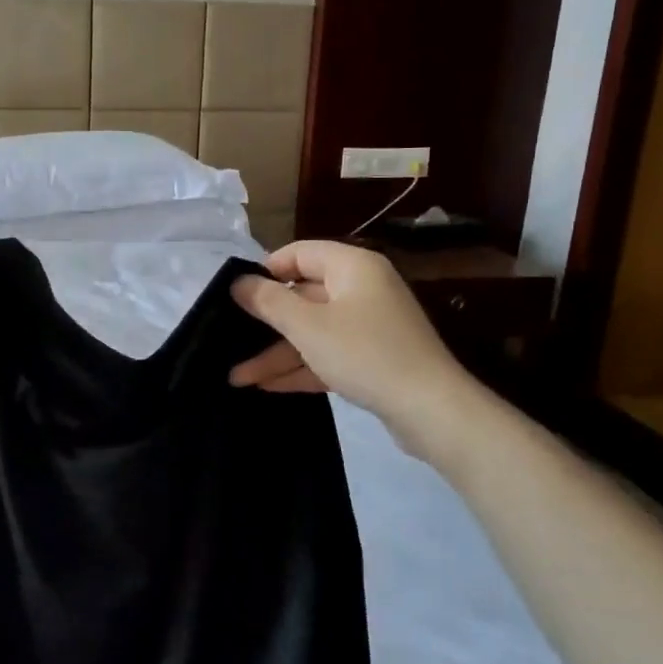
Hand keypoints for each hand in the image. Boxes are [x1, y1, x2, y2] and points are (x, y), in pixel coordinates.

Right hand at [229, 241, 475, 455]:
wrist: (431, 410)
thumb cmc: (365, 353)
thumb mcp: (308, 326)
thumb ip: (269, 301)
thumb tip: (237, 282)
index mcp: (352, 268)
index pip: (299, 253)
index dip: (266, 271)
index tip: (237, 295)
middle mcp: (361, 290)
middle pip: (302, 297)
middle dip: (265, 325)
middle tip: (230, 340)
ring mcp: (369, 326)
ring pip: (312, 332)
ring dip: (277, 354)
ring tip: (238, 378)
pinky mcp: (372, 359)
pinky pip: (327, 355)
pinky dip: (300, 368)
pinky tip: (267, 386)